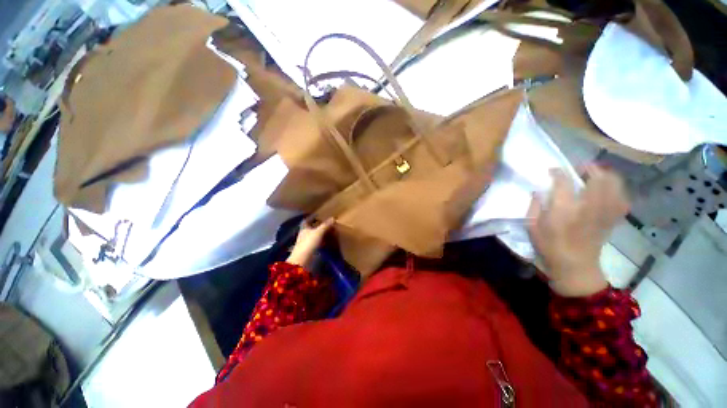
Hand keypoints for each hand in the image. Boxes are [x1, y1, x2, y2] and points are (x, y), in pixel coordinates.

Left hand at [286, 218, 334, 267]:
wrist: (302, 261)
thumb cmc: (308, 244)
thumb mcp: (318, 232)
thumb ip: (325, 225)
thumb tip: (333, 218)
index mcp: (304, 228)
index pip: (307, 220)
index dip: (312, 217)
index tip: (319, 215)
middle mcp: (304, 235)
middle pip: (311, 228)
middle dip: (318, 226)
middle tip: (328, 224)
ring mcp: (307, 243)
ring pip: (315, 236)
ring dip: (321, 234)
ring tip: (330, 232)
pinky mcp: (310, 250)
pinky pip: (317, 243)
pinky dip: (322, 242)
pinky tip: (328, 242)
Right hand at [527, 166, 629, 296]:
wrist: (574, 266)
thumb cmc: (549, 246)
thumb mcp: (532, 226)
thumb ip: (534, 206)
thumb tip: (538, 190)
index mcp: (564, 209)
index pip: (563, 181)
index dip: (558, 172)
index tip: (552, 170)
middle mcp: (588, 207)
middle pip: (597, 177)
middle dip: (589, 168)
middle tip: (579, 169)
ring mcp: (604, 212)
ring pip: (614, 184)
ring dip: (605, 176)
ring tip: (595, 176)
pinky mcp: (612, 218)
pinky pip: (622, 198)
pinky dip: (617, 190)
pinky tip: (608, 191)